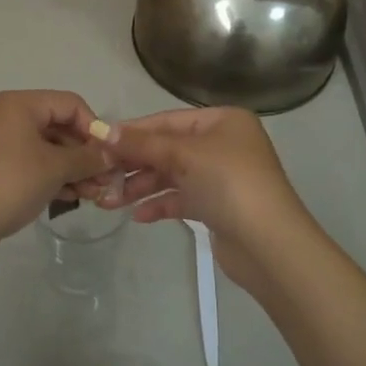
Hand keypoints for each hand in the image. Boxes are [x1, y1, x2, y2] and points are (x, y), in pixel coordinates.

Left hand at [0, 90, 112, 260]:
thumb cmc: (9, 183)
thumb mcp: (55, 168)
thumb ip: (88, 158)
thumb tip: (111, 155)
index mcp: (18, 104)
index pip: (69, 103)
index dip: (94, 127)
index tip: (109, 156)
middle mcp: (4, 115)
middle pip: (57, 125)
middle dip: (84, 153)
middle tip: (105, 180)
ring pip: (44, 147)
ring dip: (71, 168)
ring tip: (92, 195)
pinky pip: (28, 163)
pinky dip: (50, 176)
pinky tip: (70, 197)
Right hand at [86, 108, 318, 292]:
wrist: (269, 244)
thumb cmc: (228, 184)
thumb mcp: (183, 155)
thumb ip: (142, 143)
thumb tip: (102, 130)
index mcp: (222, 121)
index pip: (166, 120)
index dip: (132, 132)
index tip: (97, 143)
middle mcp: (222, 144)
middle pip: (167, 148)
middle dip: (133, 164)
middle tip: (99, 177)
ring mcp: (221, 176)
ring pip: (171, 175)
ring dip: (141, 187)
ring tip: (109, 202)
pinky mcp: (218, 206)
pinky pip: (181, 198)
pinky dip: (160, 204)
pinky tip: (138, 216)